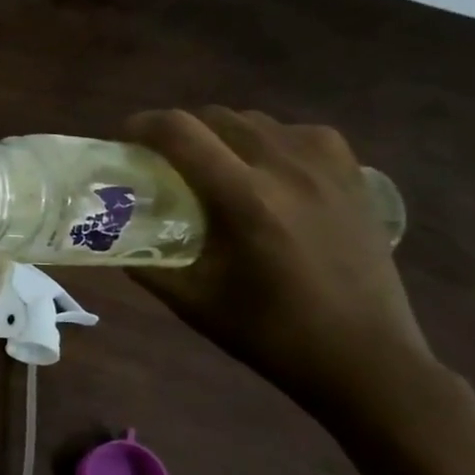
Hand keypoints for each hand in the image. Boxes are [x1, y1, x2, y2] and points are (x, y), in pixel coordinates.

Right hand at [124, 108, 436, 417]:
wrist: (364, 356)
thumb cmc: (269, 332)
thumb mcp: (190, 299)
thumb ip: (145, 259)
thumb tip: (110, 231)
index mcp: (244, 199)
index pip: (181, 132)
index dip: (143, 125)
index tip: (123, 140)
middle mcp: (287, 169)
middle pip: (217, 117)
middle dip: (179, 130)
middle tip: (161, 160)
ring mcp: (328, 168)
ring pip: (257, 121)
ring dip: (221, 134)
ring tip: (210, 166)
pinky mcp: (355, 176)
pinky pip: (300, 134)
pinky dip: (269, 140)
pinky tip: (265, 171)